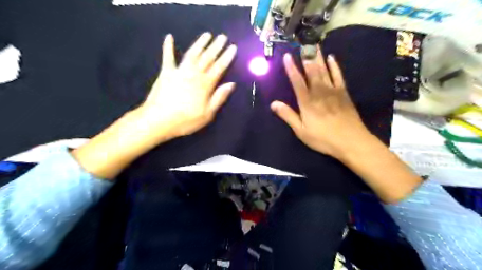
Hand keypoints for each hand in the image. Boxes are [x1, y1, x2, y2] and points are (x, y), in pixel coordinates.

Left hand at [72, 33, 236, 178]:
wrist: (158, 120)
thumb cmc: (186, 120)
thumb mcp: (207, 114)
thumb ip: (219, 98)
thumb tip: (231, 84)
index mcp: (205, 85)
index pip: (219, 68)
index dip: (226, 58)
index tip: (233, 48)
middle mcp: (193, 74)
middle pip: (207, 58)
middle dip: (216, 47)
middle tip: (223, 37)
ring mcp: (179, 71)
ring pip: (192, 54)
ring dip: (200, 43)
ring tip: (207, 34)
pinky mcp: (166, 72)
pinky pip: (168, 57)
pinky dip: (168, 47)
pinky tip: (169, 37)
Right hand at [272, 45, 369, 159]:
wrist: (350, 141)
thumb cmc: (323, 138)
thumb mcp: (301, 130)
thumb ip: (288, 115)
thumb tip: (273, 103)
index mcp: (307, 102)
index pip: (297, 81)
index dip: (291, 68)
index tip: (287, 56)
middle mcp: (319, 92)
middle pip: (311, 71)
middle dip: (306, 57)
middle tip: (303, 43)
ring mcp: (333, 91)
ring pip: (324, 70)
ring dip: (318, 57)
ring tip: (314, 45)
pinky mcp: (343, 93)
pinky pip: (338, 75)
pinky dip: (334, 66)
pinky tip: (331, 58)